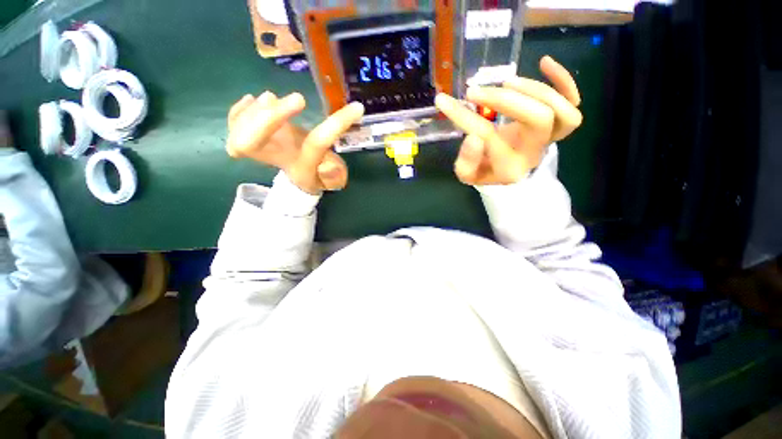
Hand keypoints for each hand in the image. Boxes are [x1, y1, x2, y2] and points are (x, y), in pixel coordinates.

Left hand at [226, 91, 363, 193]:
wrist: (295, 177)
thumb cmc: (314, 175)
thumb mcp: (332, 178)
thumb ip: (335, 175)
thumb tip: (329, 166)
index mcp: (302, 166)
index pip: (316, 145)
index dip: (334, 126)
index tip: (356, 109)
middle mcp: (277, 157)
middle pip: (253, 145)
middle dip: (270, 120)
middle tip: (300, 100)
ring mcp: (259, 148)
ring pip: (239, 134)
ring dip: (256, 112)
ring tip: (272, 98)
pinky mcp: (249, 137)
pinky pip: (233, 126)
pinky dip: (239, 111)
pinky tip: (253, 100)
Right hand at [435, 55, 581, 184]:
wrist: (506, 171)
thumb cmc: (484, 171)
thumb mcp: (467, 173)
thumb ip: (466, 161)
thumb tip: (472, 138)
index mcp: (509, 168)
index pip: (488, 138)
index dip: (464, 118)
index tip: (444, 102)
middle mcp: (534, 153)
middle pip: (538, 119)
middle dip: (505, 100)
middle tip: (476, 92)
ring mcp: (550, 139)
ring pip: (561, 109)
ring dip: (533, 89)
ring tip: (505, 82)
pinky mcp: (558, 125)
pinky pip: (574, 102)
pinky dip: (563, 80)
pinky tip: (544, 62)